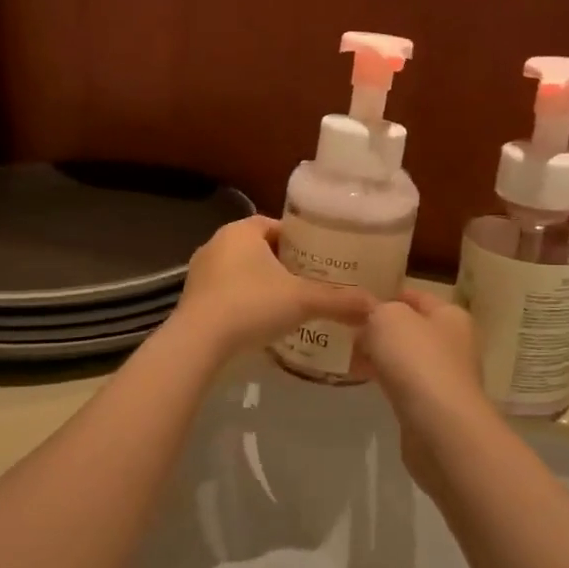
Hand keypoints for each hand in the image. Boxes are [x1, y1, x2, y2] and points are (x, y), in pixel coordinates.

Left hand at [172, 216, 375, 355]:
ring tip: (288, 304)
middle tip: (309, 282)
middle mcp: (217, 244)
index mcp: (241, 231)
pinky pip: (226, 293)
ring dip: (261, 284)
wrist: (199, 342)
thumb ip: (339, 301)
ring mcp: (200, 272)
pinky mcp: (192, 299)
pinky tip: (260, 322)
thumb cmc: (251, 306)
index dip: (299, 240)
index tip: (319, 258)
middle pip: (258, 248)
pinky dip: (243, 302)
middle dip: (282, 264)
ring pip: (240, 271)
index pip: (275, 225)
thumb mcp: (302, 301)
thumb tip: (376, 306)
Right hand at [360, 289, 488, 493]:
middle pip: (411, 328)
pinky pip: (402, 383)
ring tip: (347, 352)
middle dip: (380, 327)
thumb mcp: (389, 317)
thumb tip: (371, 320)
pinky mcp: (432, 406)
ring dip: (379, 354)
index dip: (388, 293)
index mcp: (451, 315)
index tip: (357, 298)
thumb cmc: (417, 359)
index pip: (417, 296)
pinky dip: (383, 378)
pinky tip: (361, 378)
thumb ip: (377, 310)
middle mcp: (453, 343)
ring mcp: (444, 377)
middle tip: (346, 326)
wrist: (438, 425)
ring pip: (405, 357)